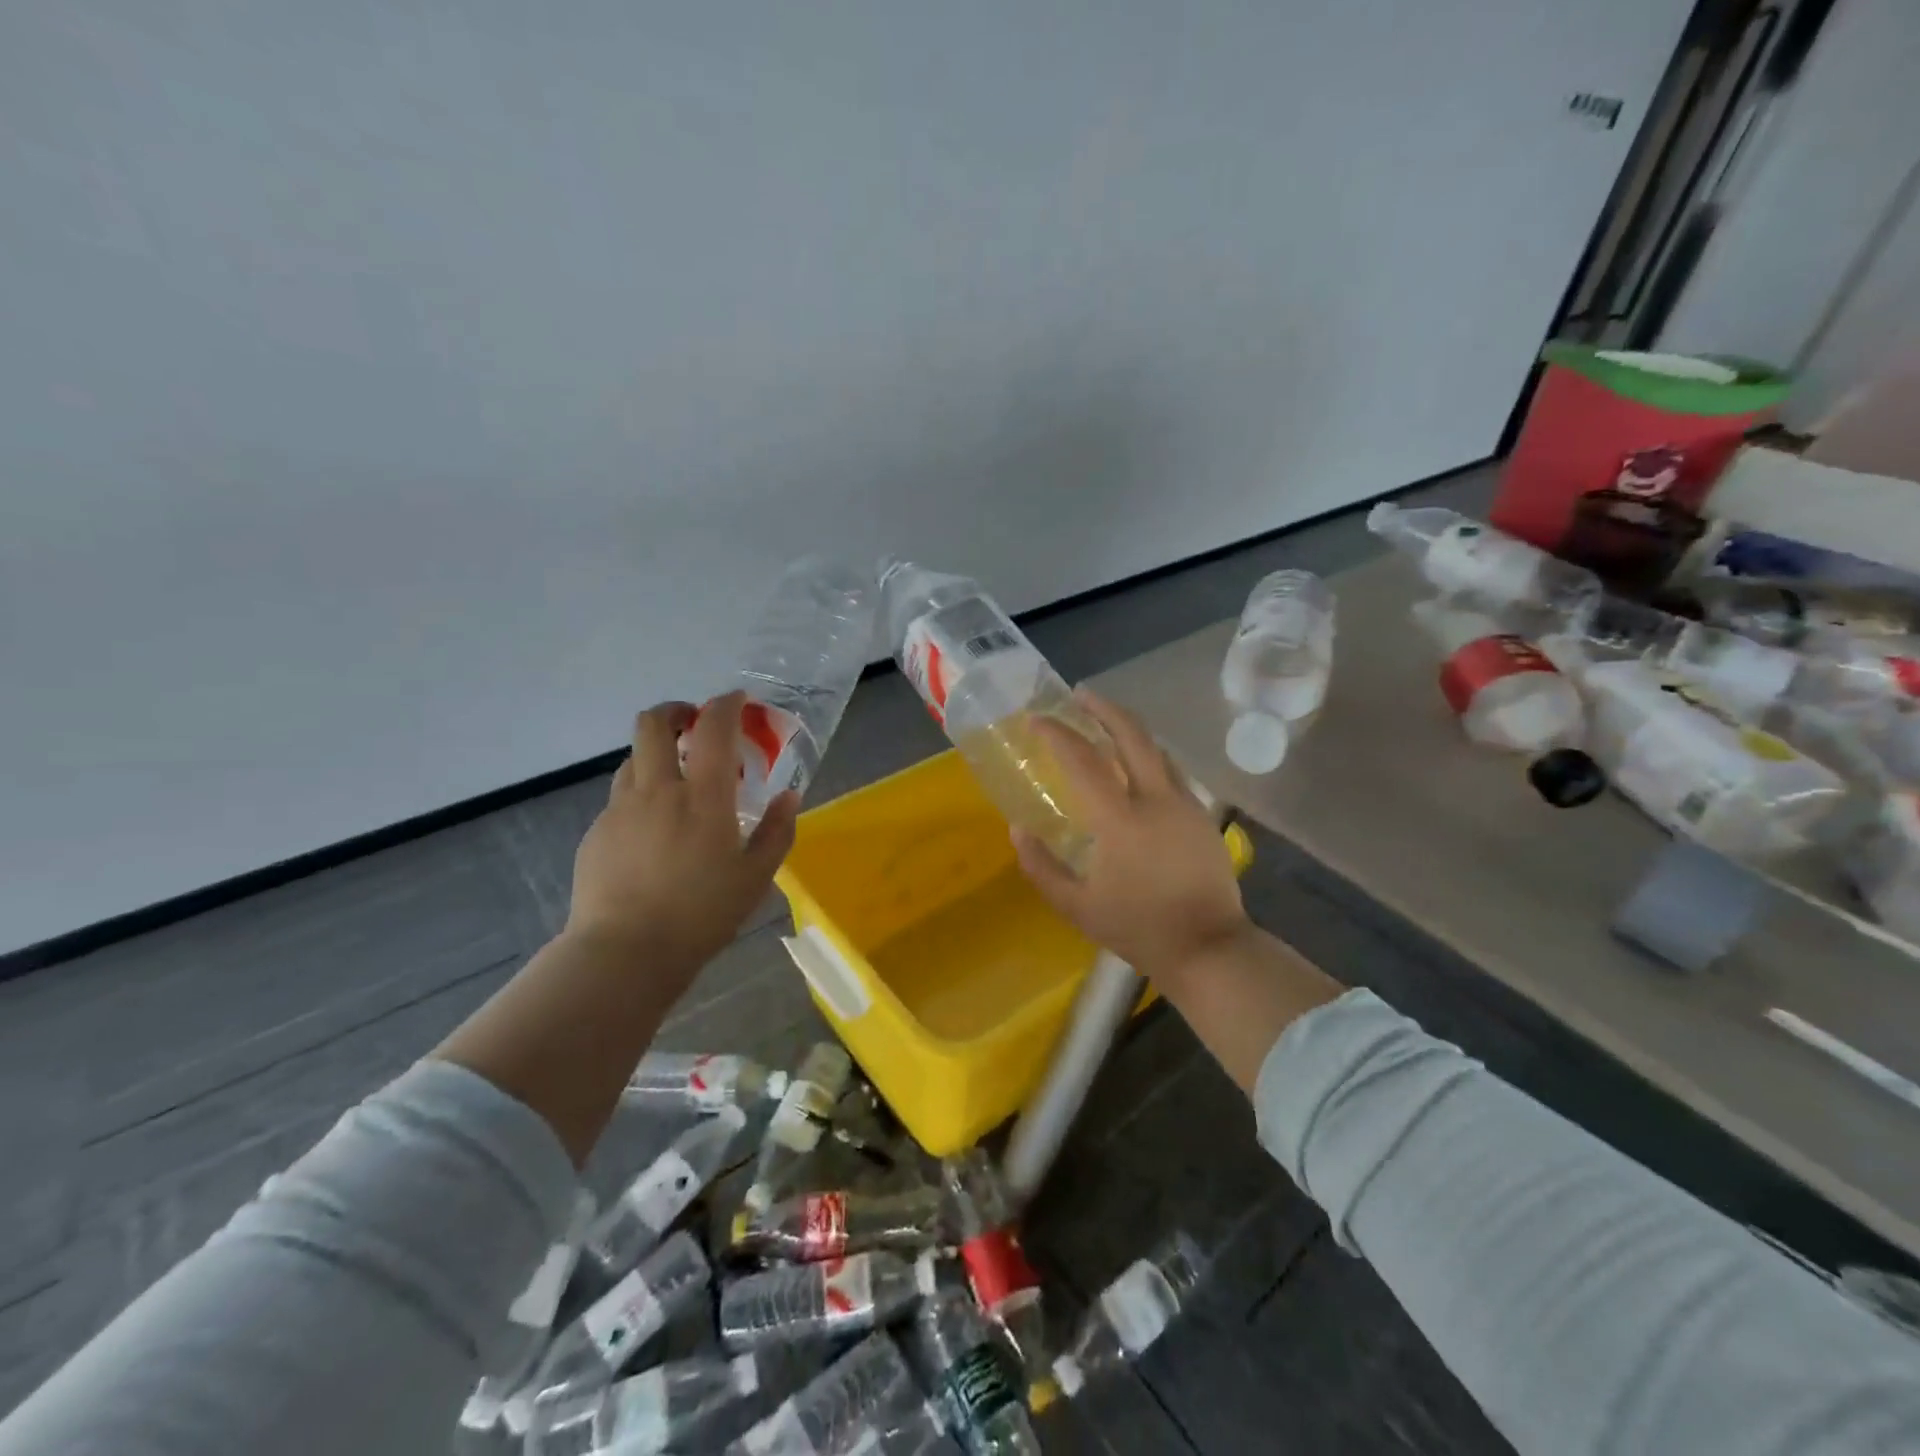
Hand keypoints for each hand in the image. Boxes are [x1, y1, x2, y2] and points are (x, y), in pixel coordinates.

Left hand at [566, 692, 797, 979]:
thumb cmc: (701, 915)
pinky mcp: (597, 832)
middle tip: (694, 724)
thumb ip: (777, 831)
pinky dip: (641, 796)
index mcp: (703, 797)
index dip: (726, 704)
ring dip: (656, 754)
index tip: (737, 701)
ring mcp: (621, 809)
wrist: (625, 953)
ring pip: (633, 758)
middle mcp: (658, 790)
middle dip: (675, 711)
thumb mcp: (756, 878)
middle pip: (653, 724)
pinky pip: (621, 798)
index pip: (713, 728)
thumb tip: (790, 796)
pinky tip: (653, 832)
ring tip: (676, 781)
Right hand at [1013, 690, 1251, 981]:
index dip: (1057, 734)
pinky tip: (1135, 765)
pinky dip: (1147, 755)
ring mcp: (1185, 804)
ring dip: (1128, 729)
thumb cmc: (1138, 928)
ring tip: (1105, 722)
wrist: (1209, 948)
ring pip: (1156, 749)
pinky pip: (1170, 771)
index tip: (1036, 720)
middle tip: (1080, 695)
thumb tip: (1018, 829)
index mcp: (1120, 820)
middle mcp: (1156, 799)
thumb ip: (1041, 866)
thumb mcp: (1076, 907)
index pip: (1083, 760)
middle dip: (1103, 708)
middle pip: (1132, 735)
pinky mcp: (1202, 815)